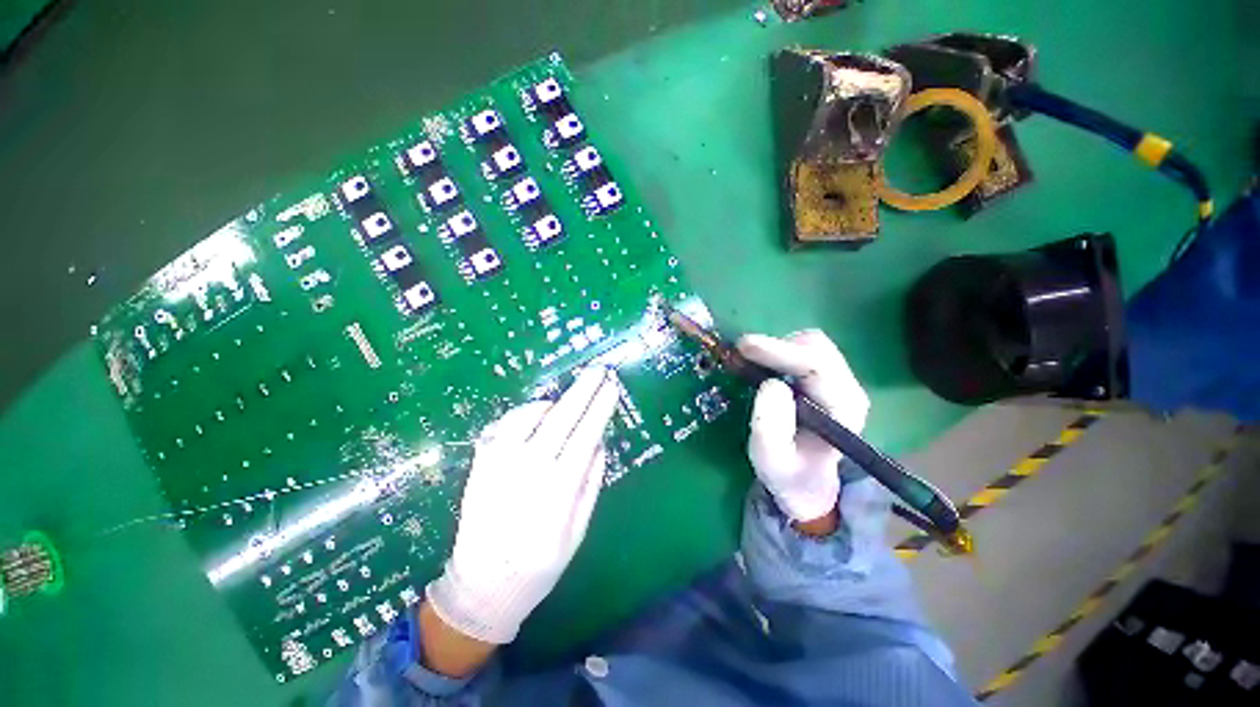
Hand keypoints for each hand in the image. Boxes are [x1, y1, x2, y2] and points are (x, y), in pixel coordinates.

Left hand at [425, 367, 621, 647]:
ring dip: (552, 402)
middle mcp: (526, 470)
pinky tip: (534, 416)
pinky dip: (522, 413)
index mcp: (556, 491)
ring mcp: (498, 464)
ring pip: (528, 415)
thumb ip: (591, 483)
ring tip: (565, 401)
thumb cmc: (539, 564)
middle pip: (560, 418)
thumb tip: (599, 442)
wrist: (481, 585)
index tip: (612, 386)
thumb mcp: (578, 531)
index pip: (585, 436)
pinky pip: (502, 424)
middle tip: (598, 370)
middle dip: (583, 390)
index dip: (600, 408)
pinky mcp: (480, 463)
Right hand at [738, 330, 869, 525]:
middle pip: (817, 347)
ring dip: (778, 347)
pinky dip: (780, 350)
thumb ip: (769, 427)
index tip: (745, 346)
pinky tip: (764, 365)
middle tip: (743, 355)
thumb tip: (770, 384)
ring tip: (753, 363)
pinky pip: (804, 350)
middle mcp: (847, 389)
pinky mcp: (826, 377)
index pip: (817, 367)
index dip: (780, 351)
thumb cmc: (789, 473)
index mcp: (843, 410)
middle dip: (777, 346)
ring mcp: (839, 381)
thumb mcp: (770, 460)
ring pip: (811, 344)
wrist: (806, 480)